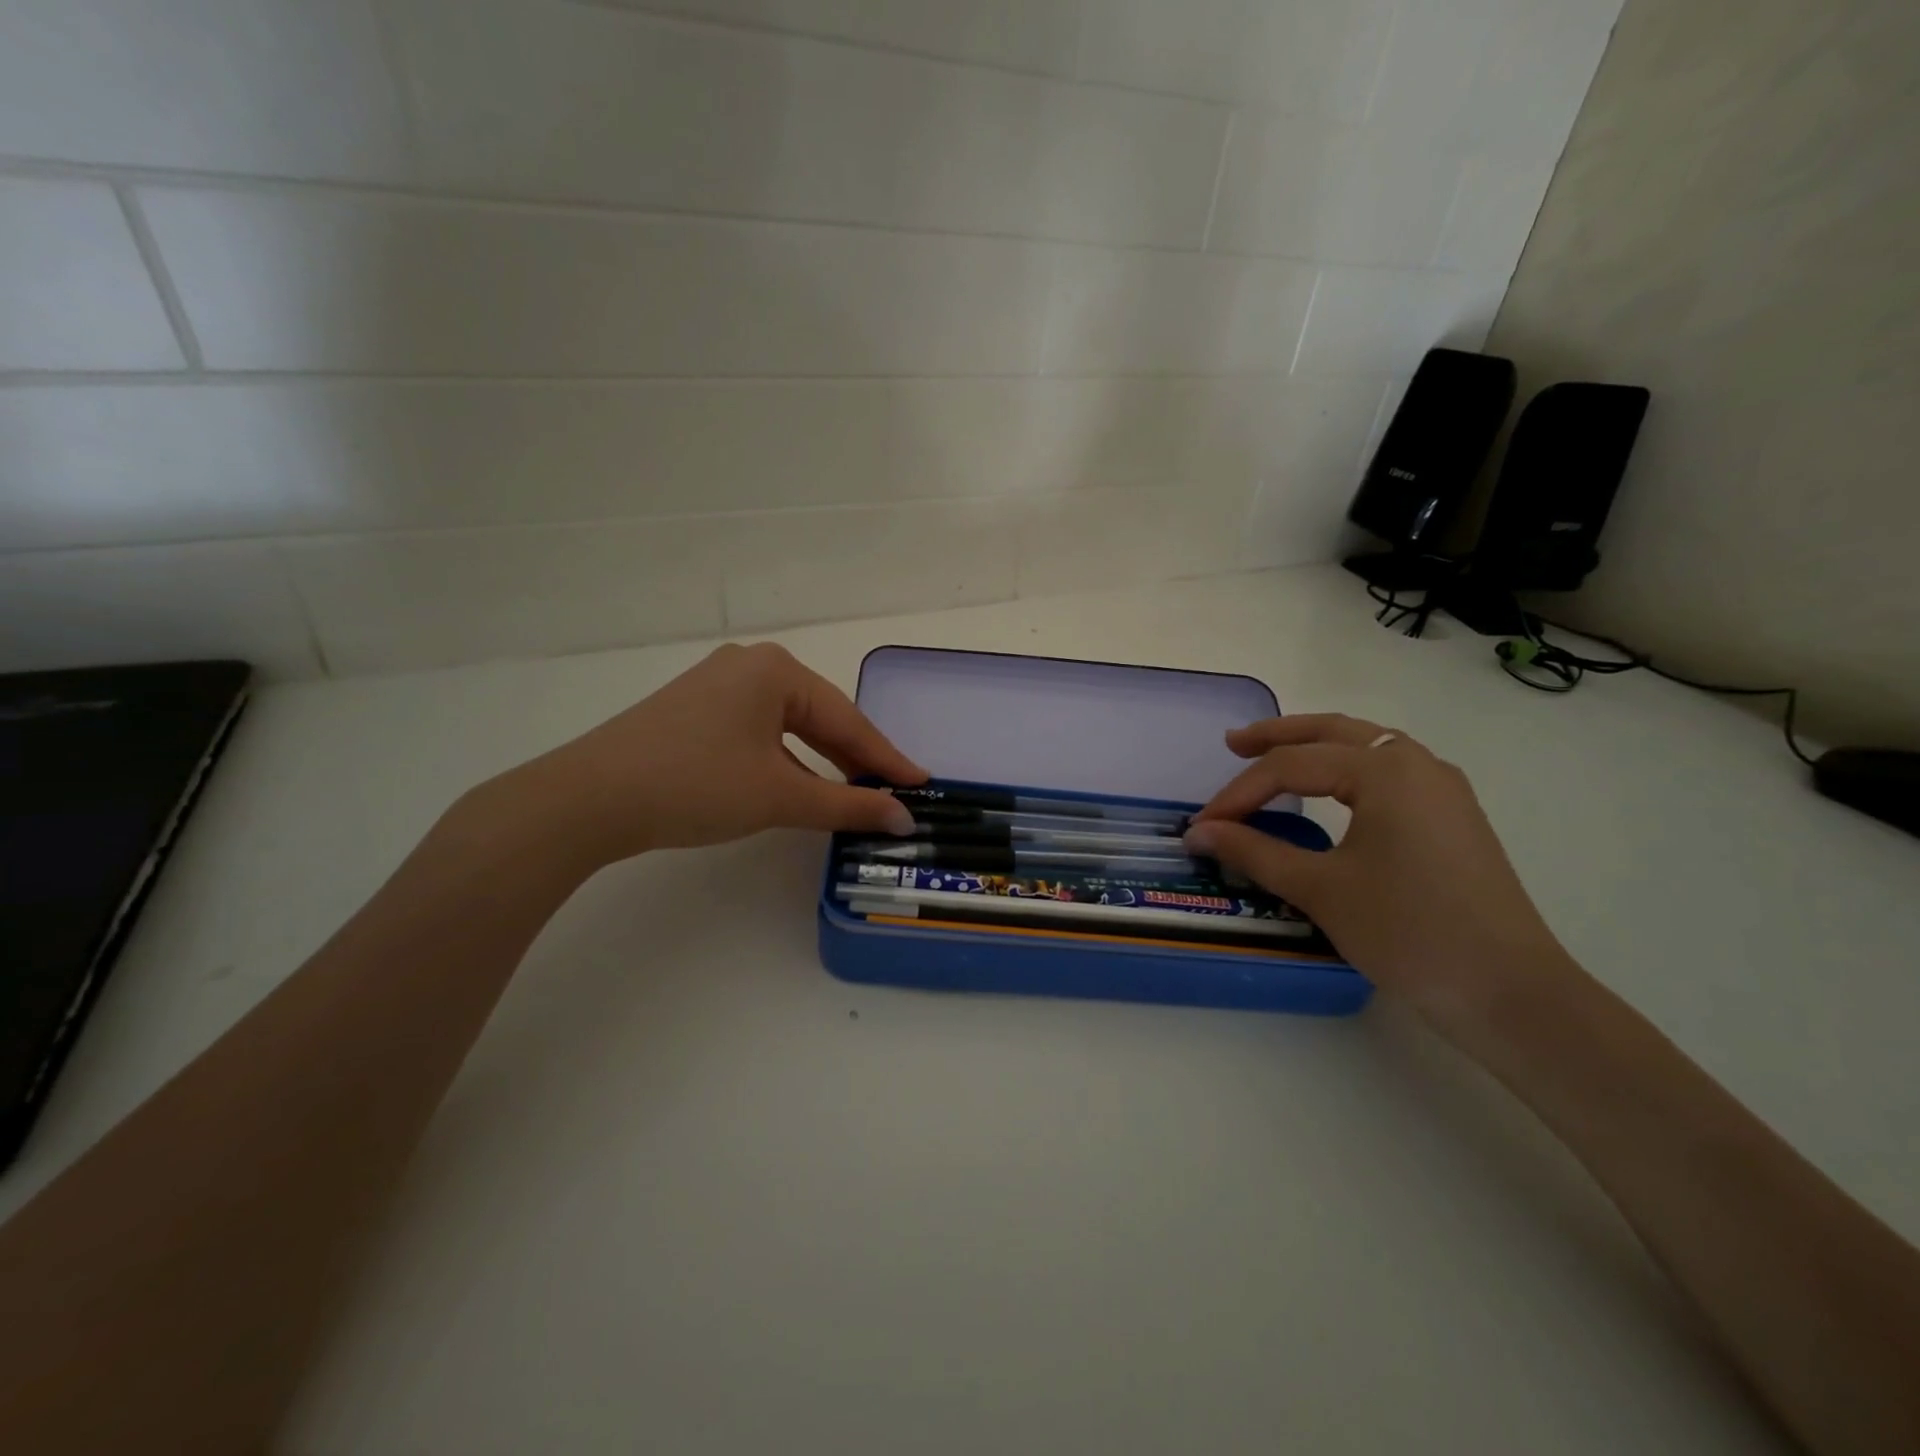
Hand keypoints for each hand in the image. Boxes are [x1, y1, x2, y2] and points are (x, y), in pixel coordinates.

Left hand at [478, 642, 925, 872]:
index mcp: (776, 670)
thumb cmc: (697, 785)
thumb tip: (903, 817)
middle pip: (820, 718)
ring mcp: (717, 685)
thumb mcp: (780, 796)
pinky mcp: (694, 710)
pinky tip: (797, 785)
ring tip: (851, 795)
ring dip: (820, 762)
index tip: (922, 784)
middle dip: (855, 760)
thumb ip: (847, 805)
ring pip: (789, 726)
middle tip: (890, 794)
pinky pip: (758, 732)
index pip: (848, 721)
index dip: (887, 760)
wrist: (589, 799)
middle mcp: (750, 665)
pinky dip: (785, 760)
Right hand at [1183, 714, 1573, 1014]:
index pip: (1292, 767)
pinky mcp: (1452, 816)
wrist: (1509, 992)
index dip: (1239, 793)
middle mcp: (1417, 764)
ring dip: (1316, 746)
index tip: (1203, 826)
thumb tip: (1198, 833)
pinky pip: (1388, 771)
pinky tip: (1332, 789)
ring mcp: (1442, 789)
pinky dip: (1347, 767)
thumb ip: (1253, 852)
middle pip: (1332, 732)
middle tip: (1231, 744)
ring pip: (1366, 746)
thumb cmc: (1407, 932)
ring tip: (1273, 756)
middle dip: (1278, 736)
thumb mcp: (1319, 889)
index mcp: (1385, 770)